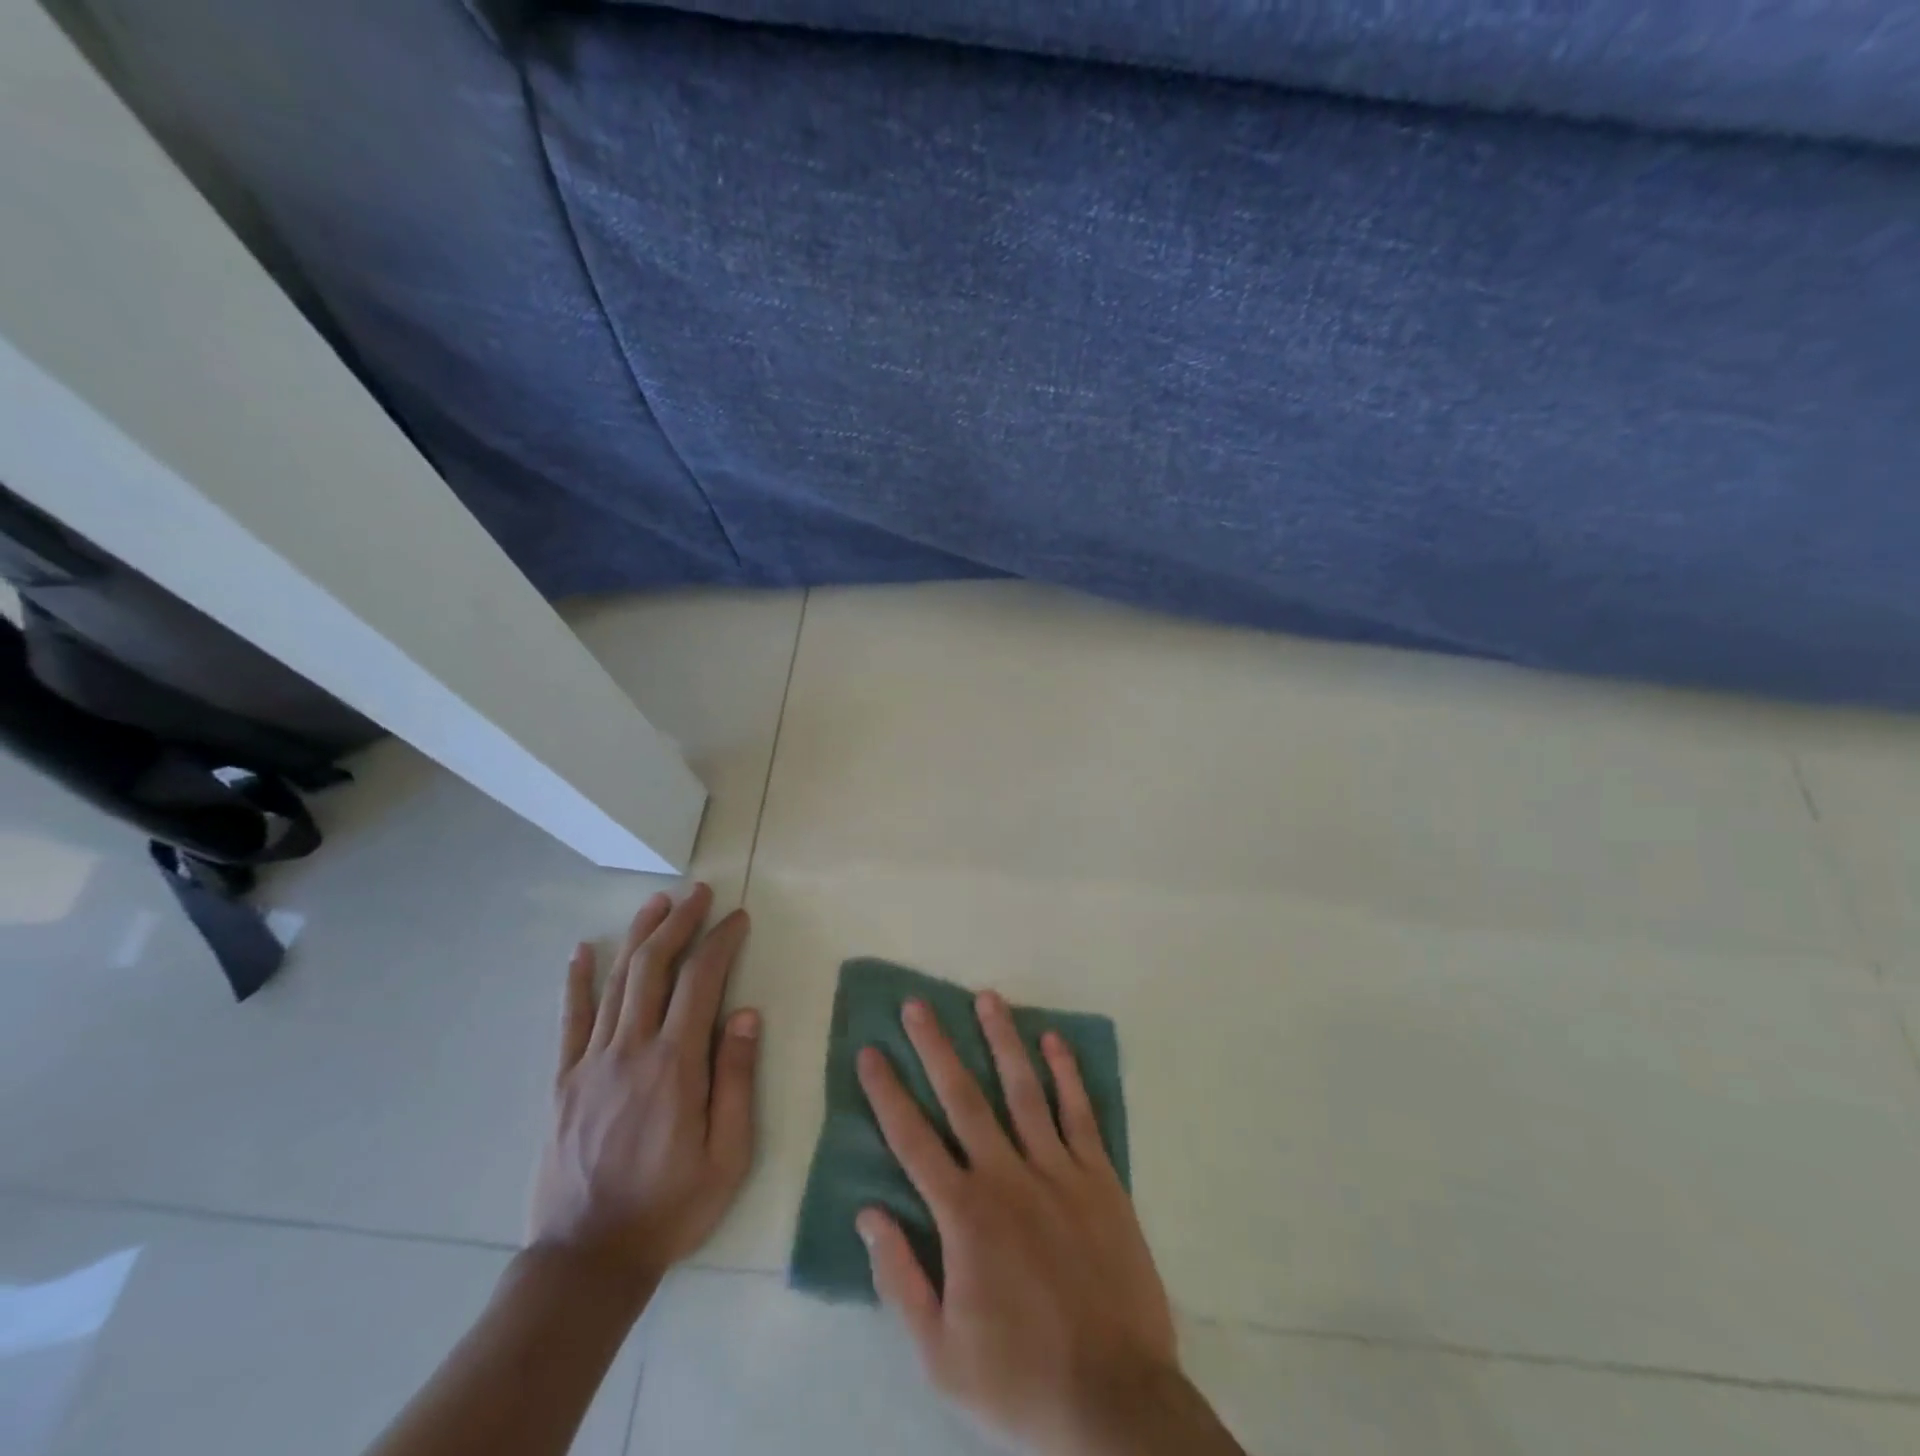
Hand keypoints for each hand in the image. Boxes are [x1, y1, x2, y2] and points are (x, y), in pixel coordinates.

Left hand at [528, 883, 759, 1292]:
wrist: (586, 1260)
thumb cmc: (671, 1207)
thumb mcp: (728, 1155)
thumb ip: (736, 1079)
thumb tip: (745, 1013)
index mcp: (676, 1065)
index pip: (701, 981)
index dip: (721, 941)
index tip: (737, 917)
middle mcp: (631, 1049)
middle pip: (654, 967)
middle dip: (679, 922)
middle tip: (697, 893)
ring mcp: (591, 1062)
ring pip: (616, 982)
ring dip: (638, 937)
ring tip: (657, 903)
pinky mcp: (563, 1081)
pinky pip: (570, 1020)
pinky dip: (577, 980)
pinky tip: (583, 950)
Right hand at [855, 992, 1179, 1455]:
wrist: (1116, 1400)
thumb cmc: (1020, 1378)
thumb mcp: (941, 1353)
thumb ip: (901, 1278)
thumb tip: (869, 1213)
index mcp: (964, 1216)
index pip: (913, 1141)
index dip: (887, 1094)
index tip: (870, 1052)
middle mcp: (1007, 1177)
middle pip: (963, 1098)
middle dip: (936, 1047)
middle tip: (918, 1004)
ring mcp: (1058, 1171)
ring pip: (1024, 1090)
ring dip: (1002, 1040)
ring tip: (987, 998)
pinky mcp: (1100, 1178)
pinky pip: (1080, 1114)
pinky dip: (1067, 1074)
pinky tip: (1054, 1040)